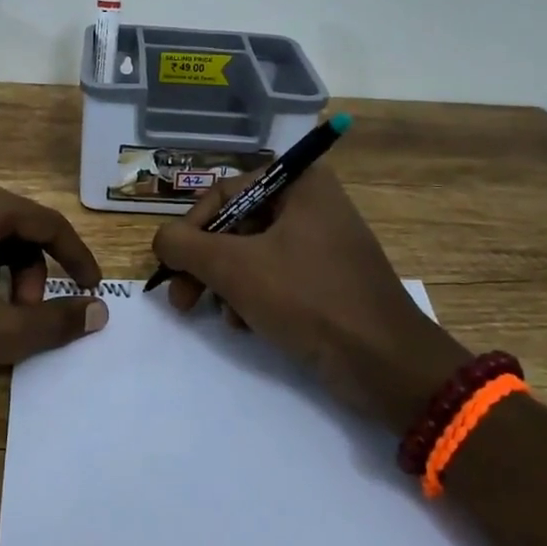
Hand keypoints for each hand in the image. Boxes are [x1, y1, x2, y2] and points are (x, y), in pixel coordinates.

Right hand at [151, 166, 468, 431]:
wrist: (385, 363)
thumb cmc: (308, 298)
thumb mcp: (234, 267)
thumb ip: (185, 246)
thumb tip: (161, 240)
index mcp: (299, 182)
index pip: (224, 193)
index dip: (191, 229)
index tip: (171, 267)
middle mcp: (312, 203)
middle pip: (236, 225)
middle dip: (207, 265)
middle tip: (181, 300)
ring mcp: (323, 242)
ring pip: (252, 254)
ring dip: (228, 286)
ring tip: (225, 319)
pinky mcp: (328, 279)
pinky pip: (276, 276)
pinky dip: (254, 298)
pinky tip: (249, 326)